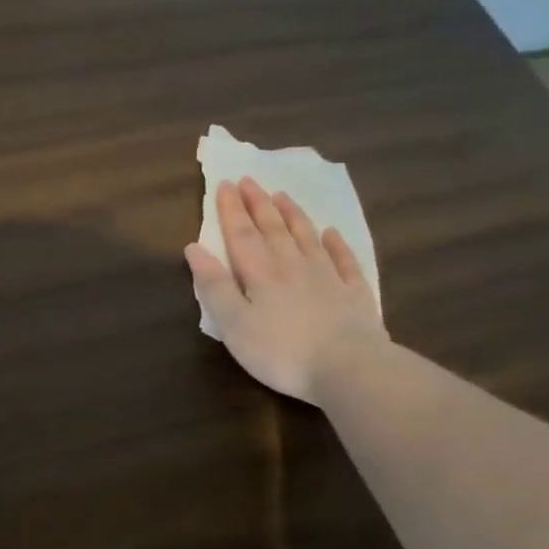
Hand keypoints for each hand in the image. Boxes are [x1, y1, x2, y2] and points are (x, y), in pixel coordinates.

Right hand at [184, 178, 386, 403]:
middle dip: (258, 204)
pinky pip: (343, 260)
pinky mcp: (354, 294)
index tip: (225, 184)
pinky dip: (336, 244)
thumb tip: (194, 248)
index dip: (231, 210)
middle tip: (249, 180)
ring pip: (307, 237)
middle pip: (273, 229)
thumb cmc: (280, 351)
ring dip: (292, 215)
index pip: (241, 234)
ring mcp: (327, 277)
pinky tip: (331, 233)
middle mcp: (293, 266)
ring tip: (282, 196)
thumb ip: (214, 286)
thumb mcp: (234, 324)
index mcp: (261, 273)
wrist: (348, 367)